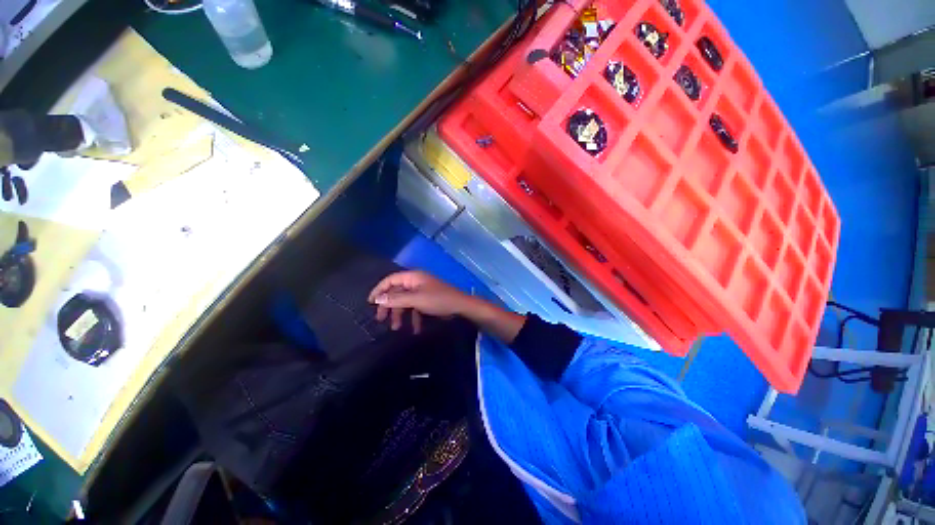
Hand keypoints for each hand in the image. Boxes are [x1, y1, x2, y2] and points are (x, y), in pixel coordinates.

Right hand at [368, 270, 472, 333]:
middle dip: (388, 306)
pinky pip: (416, 307)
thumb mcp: (416, 300)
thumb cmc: (438, 300)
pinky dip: (413, 317)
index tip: (370, 302)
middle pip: (396, 292)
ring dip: (400, 314)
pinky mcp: (428, 300)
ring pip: (405, 301)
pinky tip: (415, 329)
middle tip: (380, 319)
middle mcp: (416, 282)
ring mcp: (423, 291)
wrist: (461, 306)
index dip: (379, 289)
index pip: (390, 280)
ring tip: (396, 328)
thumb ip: (396, 299)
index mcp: (413, 277)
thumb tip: (378, 298)